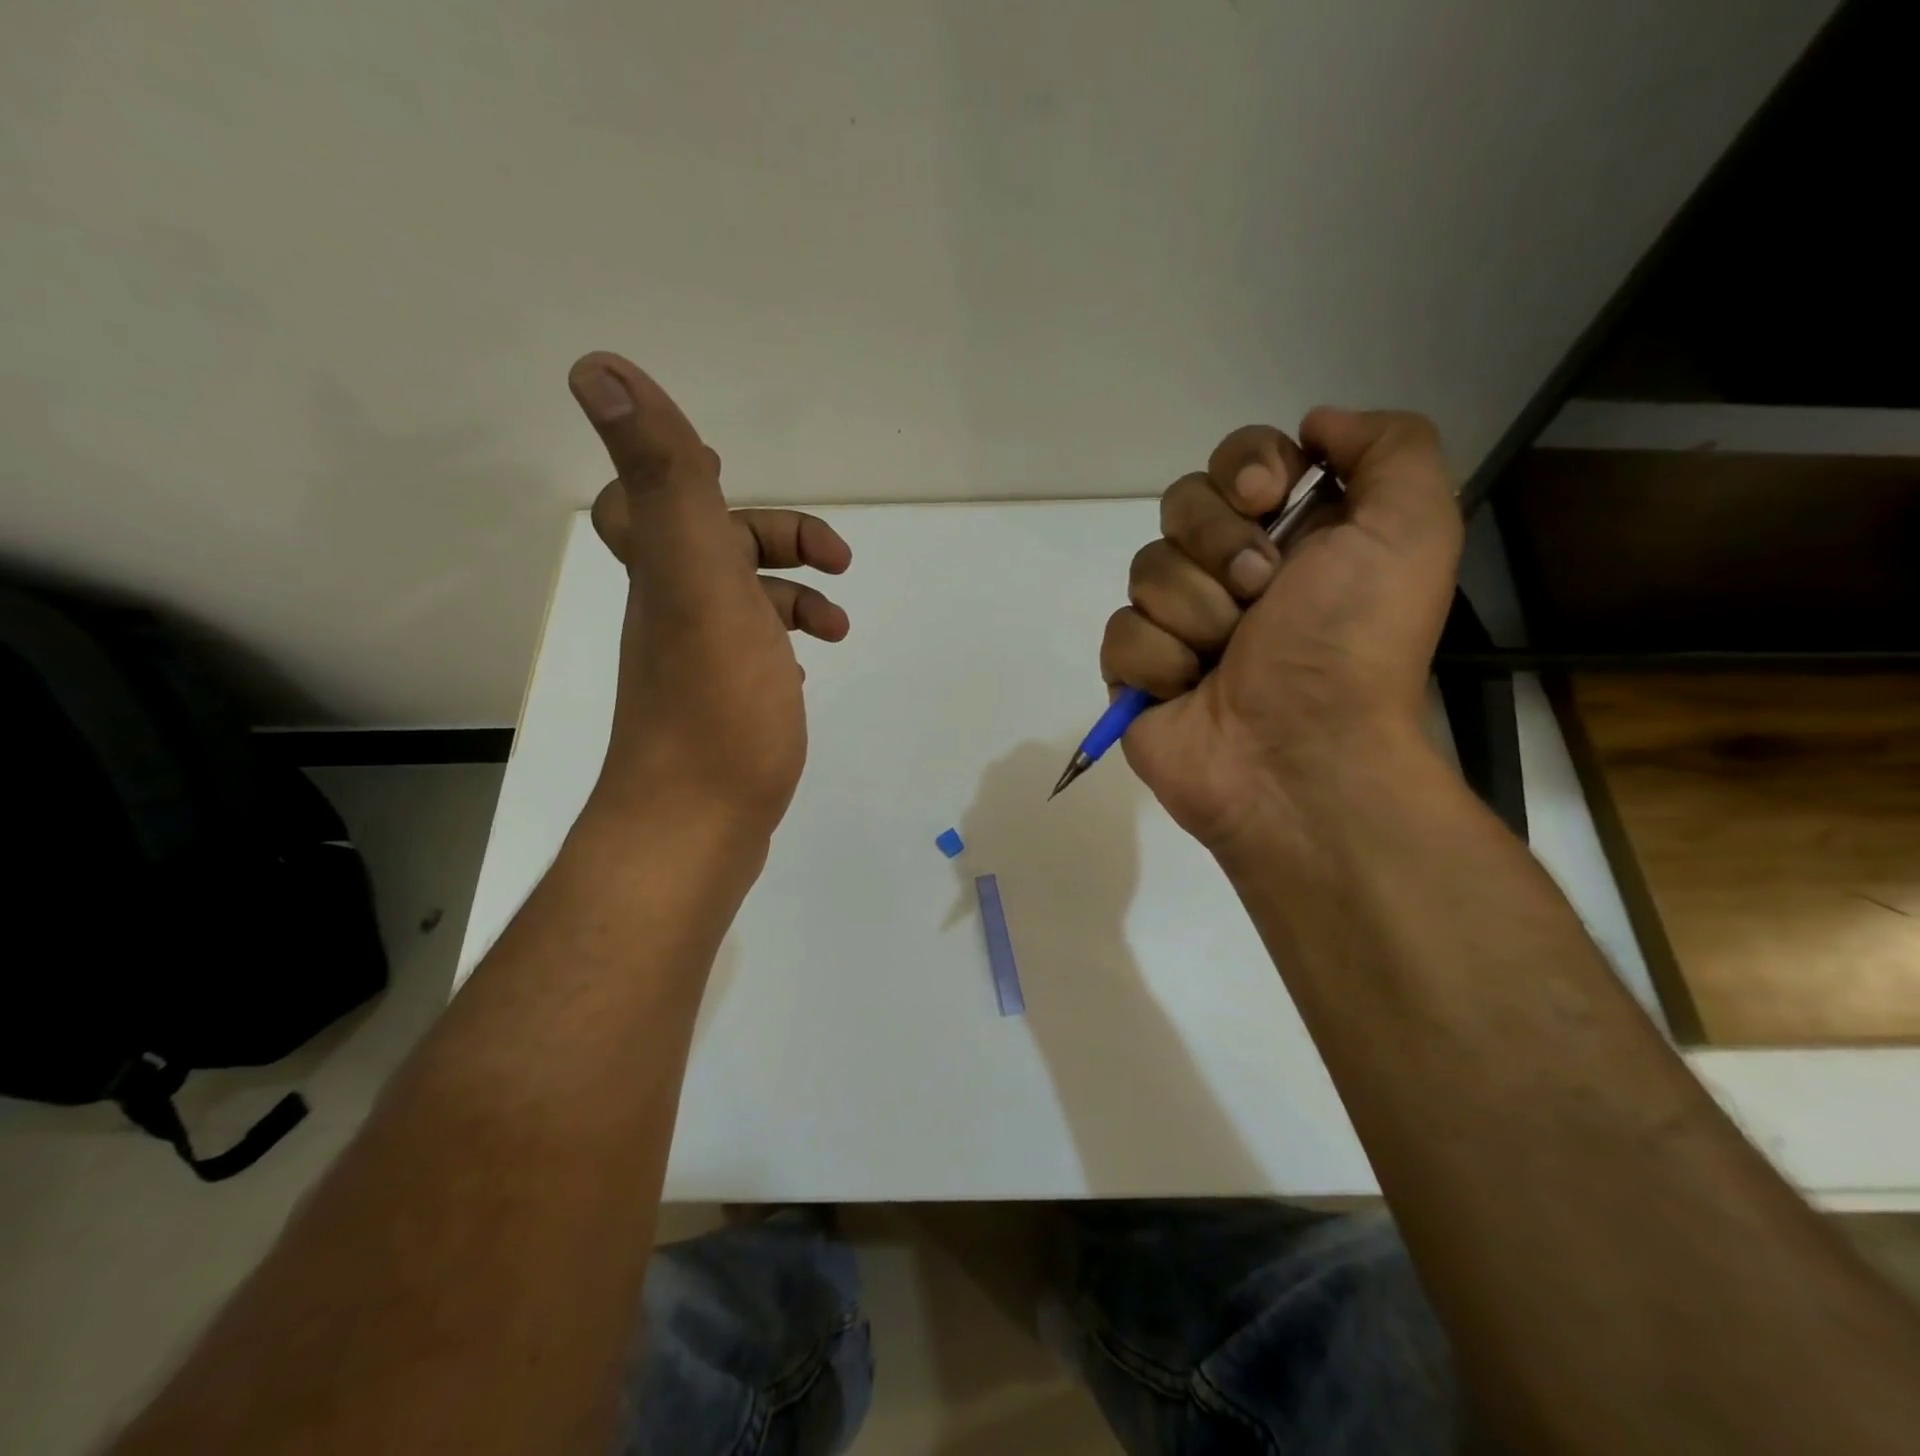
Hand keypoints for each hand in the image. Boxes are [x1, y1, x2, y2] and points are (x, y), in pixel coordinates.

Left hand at [569, 351, 851, 843]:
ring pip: (739, 605)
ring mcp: (697, 665)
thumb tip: (597, 366)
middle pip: (710, 550)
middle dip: (775, 539)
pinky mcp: (723, 708)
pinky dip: (783, 647)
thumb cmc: (714, 704)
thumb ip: (665, 480)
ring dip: (791, 596)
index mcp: (668, 574)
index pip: (645, 500)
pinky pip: (752, 656)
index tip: (734, 472)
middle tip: (835, 559)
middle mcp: (672, 613)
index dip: (681, 471)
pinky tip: (806, 670)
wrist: (697, 825)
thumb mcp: (698, 580)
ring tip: (836, 624)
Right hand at [1100, 409, 1461, 854]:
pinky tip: (1190, 690)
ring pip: (1146, 570)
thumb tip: (1315, 425)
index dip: (1243, 467)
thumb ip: (1389, 448)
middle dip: (1218, 547)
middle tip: (1260, 594)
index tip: (1266, 498)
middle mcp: (1232, 570)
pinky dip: (1159, 661)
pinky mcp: (1138, 671)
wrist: (1299, 756)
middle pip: (1180, 505)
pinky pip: (1121, 633)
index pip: (1237, 459)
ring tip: (1228, 656)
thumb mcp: (1411, 528)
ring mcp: (1180, 622)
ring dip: (1196, 613)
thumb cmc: (1352, 644)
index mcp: (1294, 534)